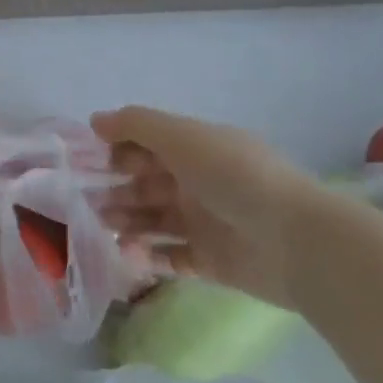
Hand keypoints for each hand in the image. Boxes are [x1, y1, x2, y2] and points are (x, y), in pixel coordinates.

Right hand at [90, 106, 329, 308]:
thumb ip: (135, 125)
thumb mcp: (182, 136)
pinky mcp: (212, 262)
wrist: (297, 240)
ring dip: (127, 222)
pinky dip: (149, 255)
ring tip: (105, 228)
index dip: (118, 150)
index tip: (88, 161)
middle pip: (147, 184)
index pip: (147, 144)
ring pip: (154, 220)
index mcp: (195, 148)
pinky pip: (172, 257)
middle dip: (116, 189)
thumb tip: (94, 120)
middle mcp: (198, 182)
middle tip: (86, 201)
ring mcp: (206, 223)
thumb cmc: (233, 176)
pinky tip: (129, 254)